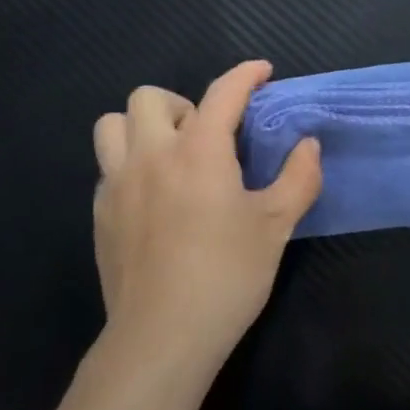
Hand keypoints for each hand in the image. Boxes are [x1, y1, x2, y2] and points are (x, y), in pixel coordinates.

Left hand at [91, 61, 321, 373]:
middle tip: (205, 134)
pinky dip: (129, 165)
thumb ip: (298, 178)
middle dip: (180, 103)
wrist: (162, 337)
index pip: (221, 93)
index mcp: (197, 151)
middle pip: (148, 96)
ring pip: (112, 125)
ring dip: (141, 126)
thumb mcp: (275, 227)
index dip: (244, 75)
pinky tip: (152, 197)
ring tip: (169, 154)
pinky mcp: (100, 214)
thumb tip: (309, 145)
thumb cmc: (226, 276)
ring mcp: (118, 184)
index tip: (261, 72)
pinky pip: (108, 168)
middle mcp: (151, 155)